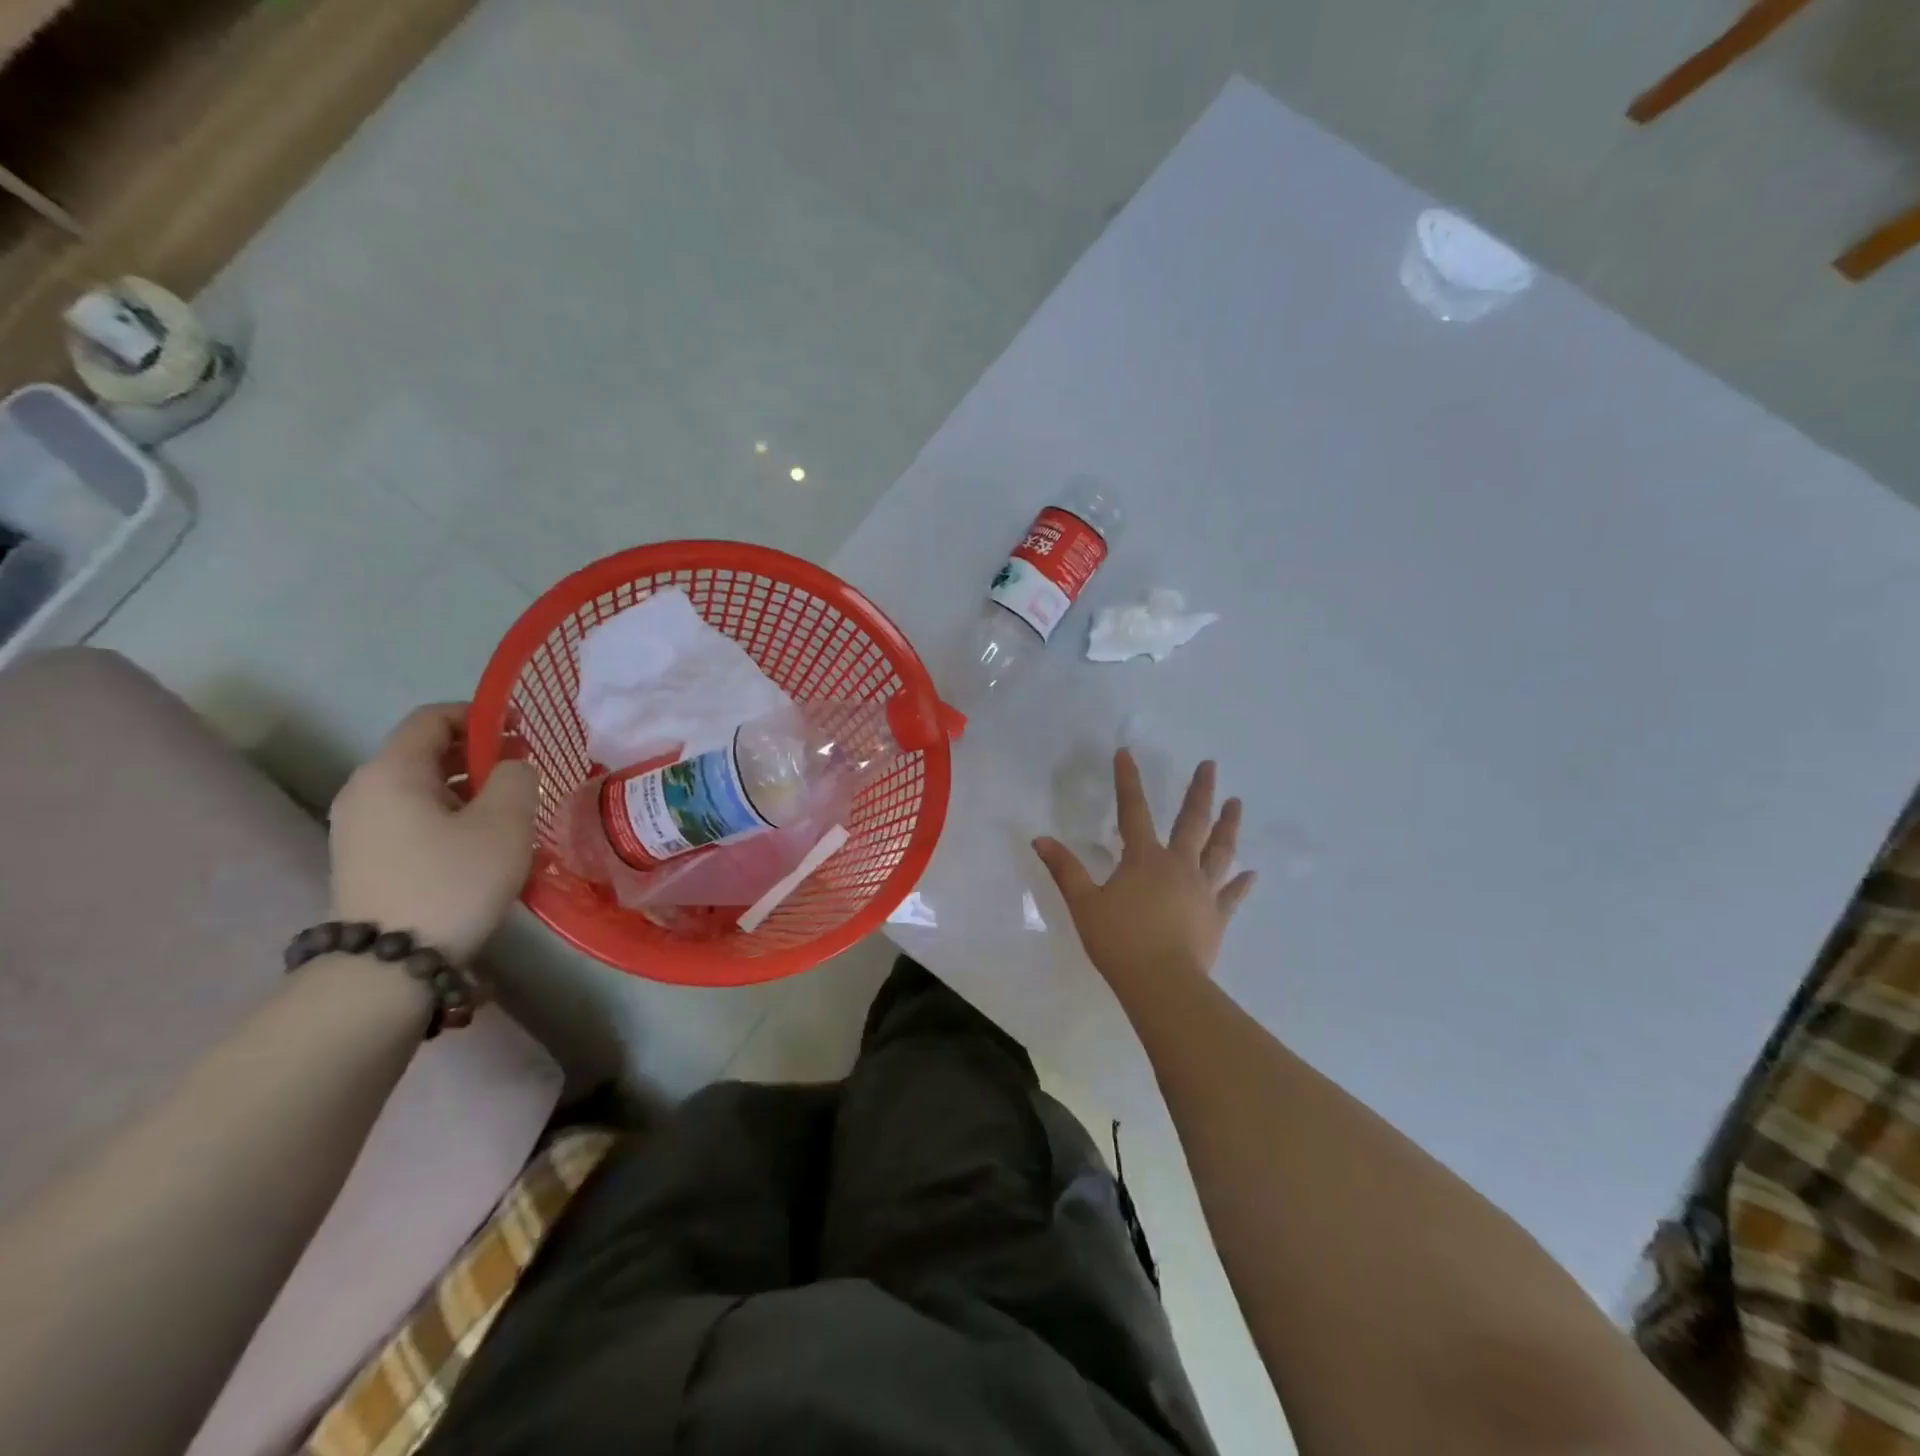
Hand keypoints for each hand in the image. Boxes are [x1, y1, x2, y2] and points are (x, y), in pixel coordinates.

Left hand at [329, 704, 538, 963]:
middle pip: (425, 751)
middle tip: (524, 772)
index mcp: (392, 771)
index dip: (481, 715)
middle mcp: (364, 789)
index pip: (433, 717)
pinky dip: (447, 813)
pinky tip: (479, 841)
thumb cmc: (453, 880)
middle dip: (478, 753)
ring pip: (420, 787)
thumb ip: (516, 777)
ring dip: (467, 787)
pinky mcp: (364, 858)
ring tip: (509, 809)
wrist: (389, 964)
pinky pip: (411, 816)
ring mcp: (358, 826)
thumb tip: (511, 766)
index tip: (522, 731)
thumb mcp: (505, 822)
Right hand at [1034, 751, 1255, 993]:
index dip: (1127, 780)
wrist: (1162, 984)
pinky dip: (1242, 883)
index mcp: (1144, 859)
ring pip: (1220, 851)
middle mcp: (1179, 866)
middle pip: (1193, 822)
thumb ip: (1064, 869)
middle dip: (1200, 791)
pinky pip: (1232, 895)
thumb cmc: (1119, 941)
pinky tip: (1252, 873)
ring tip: (1237, 803)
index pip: (1132, 810)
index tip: (1125, 753)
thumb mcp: (1084, 904)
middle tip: (1211, 765)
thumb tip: (1040, 839)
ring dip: (1228, 826)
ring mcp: (1203, 891)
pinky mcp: (1216, 917)